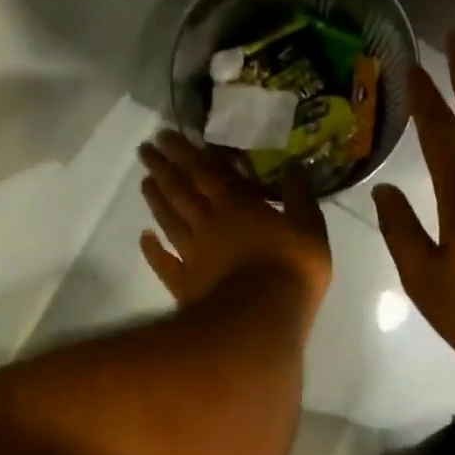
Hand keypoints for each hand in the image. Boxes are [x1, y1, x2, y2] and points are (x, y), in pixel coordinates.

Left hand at [138, 131, 331, 316]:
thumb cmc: (291, 268)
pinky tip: (144, 237)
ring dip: (155, 199)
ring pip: (168, 219)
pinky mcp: (185, 283)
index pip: (205, 171)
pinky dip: (151, 249)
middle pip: (180, 190)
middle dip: (163, 167)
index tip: (166, 135)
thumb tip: (294, 165)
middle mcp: (207, 223)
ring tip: (144, 181)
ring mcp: (192, 253)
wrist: (262, 318)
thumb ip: (300, 195)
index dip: (185, 151)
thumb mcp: (310, 226)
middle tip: (146, 149)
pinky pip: (164, 262)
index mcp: (236, 205)